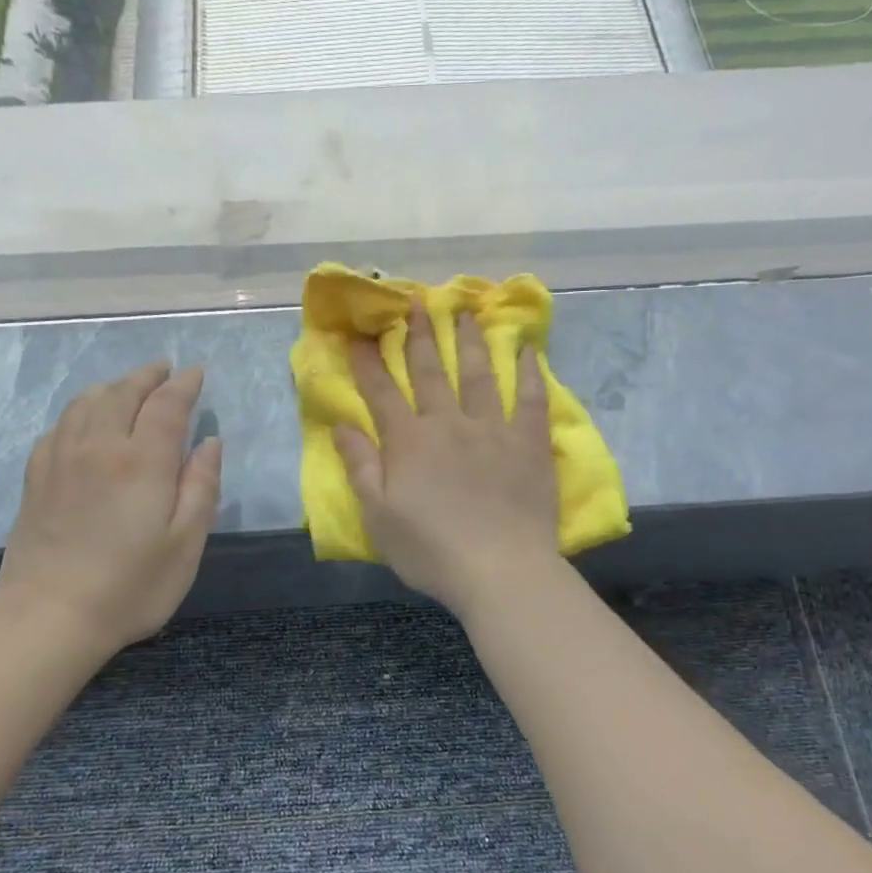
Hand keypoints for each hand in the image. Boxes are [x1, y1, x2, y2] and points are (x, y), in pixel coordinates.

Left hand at [0, 361, 221, 652]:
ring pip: (87, 402)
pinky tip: (84, 421)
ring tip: (128, 387)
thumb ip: (201, 487)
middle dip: (148, 376)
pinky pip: (59, 425)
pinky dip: (80, 411)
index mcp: (142, 460)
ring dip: (113, 386)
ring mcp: (61, 458)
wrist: (49, 615)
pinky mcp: (36, 477)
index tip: (196, 373)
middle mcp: (100, 446)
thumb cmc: (130, 586)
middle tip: (164, 369)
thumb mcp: (186, 544)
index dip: (184, 385)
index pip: (167, 405)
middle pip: (124, 393)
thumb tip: (210, 442)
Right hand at [335, 301, 559, 615]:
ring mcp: (491, 429)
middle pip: (429, 372)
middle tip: (414, 303)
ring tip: (464, 310)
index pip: (381, 393)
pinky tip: (526, 349)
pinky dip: (527, 372)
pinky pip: (529, 399)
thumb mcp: (378, 516)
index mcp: (409, 442)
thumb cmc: (430, 549)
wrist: (499, 569)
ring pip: (477, 374)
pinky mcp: (527, 442)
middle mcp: (448, 424)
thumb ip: (360, 466)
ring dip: (468, 341)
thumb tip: (342, 425)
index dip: (368, 363)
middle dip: (418, 336)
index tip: (359, 334)